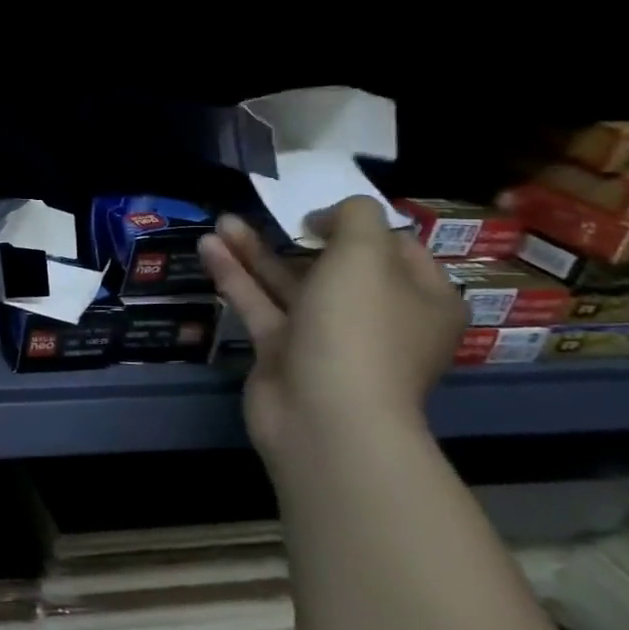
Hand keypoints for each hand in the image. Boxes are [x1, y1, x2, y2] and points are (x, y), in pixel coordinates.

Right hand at [200, 196, 464, 467]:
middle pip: (336, 265)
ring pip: (289, 284)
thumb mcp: (366, 255)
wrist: (324, 416)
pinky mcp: (283, 352)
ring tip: (222, 221)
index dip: (357, 224)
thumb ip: (355, 217)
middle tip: (270, 213)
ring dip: (256, 252)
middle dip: (297, 235)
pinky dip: (235, 277)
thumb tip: (332, 215)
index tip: (317, 213)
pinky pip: (259, 305)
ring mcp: (327, 338)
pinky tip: (207, 247)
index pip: (396, 247)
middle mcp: (378, 318)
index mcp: (421, 298)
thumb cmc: (358, 328)